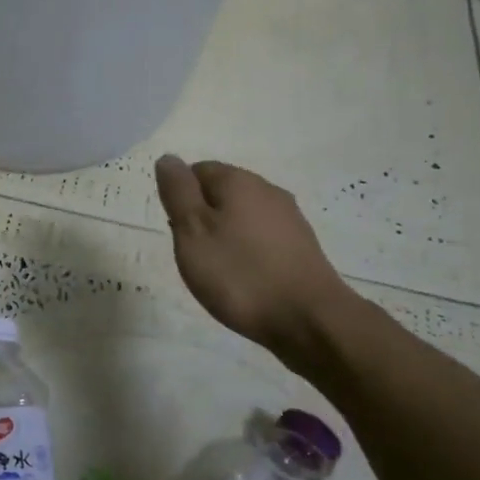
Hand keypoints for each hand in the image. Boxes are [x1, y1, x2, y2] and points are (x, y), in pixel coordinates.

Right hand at [154, 155, 355, 363]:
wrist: (310, 320)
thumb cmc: (240, 274)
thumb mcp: (193, 231)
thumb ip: (178, 192)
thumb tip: (169, 159)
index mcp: (238, 180)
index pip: (197, 170)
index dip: (181, 199)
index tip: (179, 233)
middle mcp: (267, 190)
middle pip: (222, 193)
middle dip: (203, 218)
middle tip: (195, 255)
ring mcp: (290, 218)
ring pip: (243, 216)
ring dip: (226, 236)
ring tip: (219, 272)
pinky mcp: (303, 247)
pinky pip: (263, 239)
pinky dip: (248, 253)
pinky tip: (246, 280)